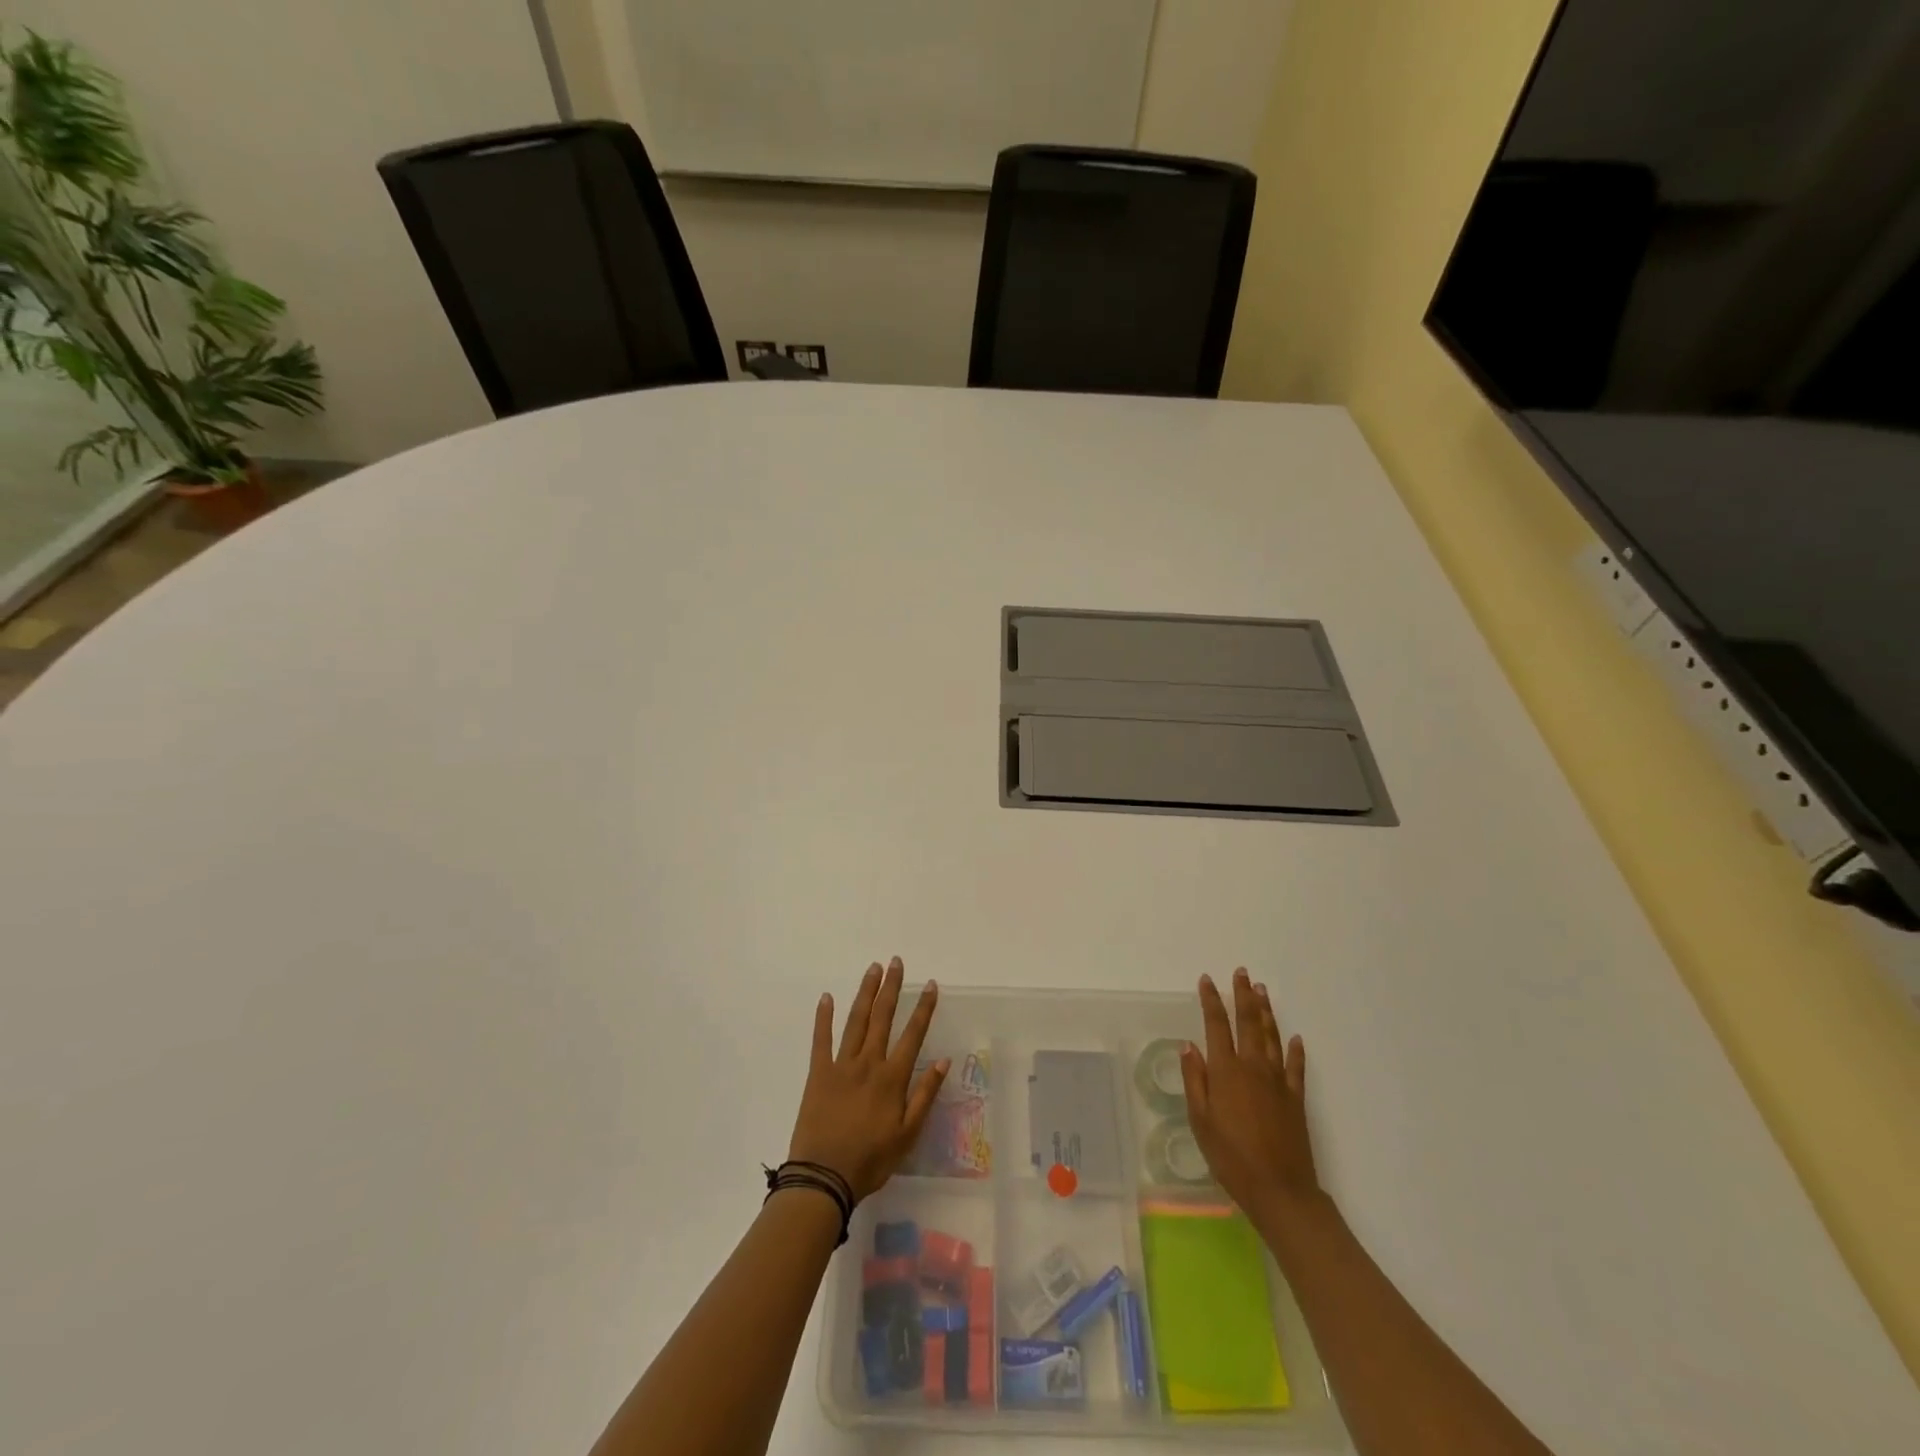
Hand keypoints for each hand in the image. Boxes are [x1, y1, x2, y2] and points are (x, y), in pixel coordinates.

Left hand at [788, 957, 948, 1201]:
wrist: (823, 1177)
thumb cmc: (870, 1160)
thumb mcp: (907, 1135)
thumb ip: (925, 1095)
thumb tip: (943, 1061)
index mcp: (892, 1078)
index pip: (913, 1035)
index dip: (923, 1009)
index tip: (931, 985)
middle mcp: (868, 1063)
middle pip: (882, 1018)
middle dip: (891, 988)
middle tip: (896, 962)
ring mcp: (841, 1065)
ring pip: (856, 1021)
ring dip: (865, 993)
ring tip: (873, 969)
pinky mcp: (818, 1073)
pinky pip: (821, 1039)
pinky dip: (824, 1017)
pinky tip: (827, 997)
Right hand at [1181, 969, 1320, 1228]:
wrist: (1280, 1190)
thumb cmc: (1231, 1157)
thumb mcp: (1200, 1121)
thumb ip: (1195, 1081)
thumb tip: (1189, 1046)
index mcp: (1226, 1071)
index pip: (1216, 1026)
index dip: (1211, 1001)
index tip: (1206, 980)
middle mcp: (1253, 1067)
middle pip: (1248, 1023)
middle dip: (1243, 996)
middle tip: (1242, 973)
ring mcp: (1278, 1082)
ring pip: (1271, 1037)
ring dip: (1266, 1012)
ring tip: (1262, 991)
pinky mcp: (1296, 1099)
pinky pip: (1296, 1067)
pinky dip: (1295, 1050)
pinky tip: (1295, 1038)